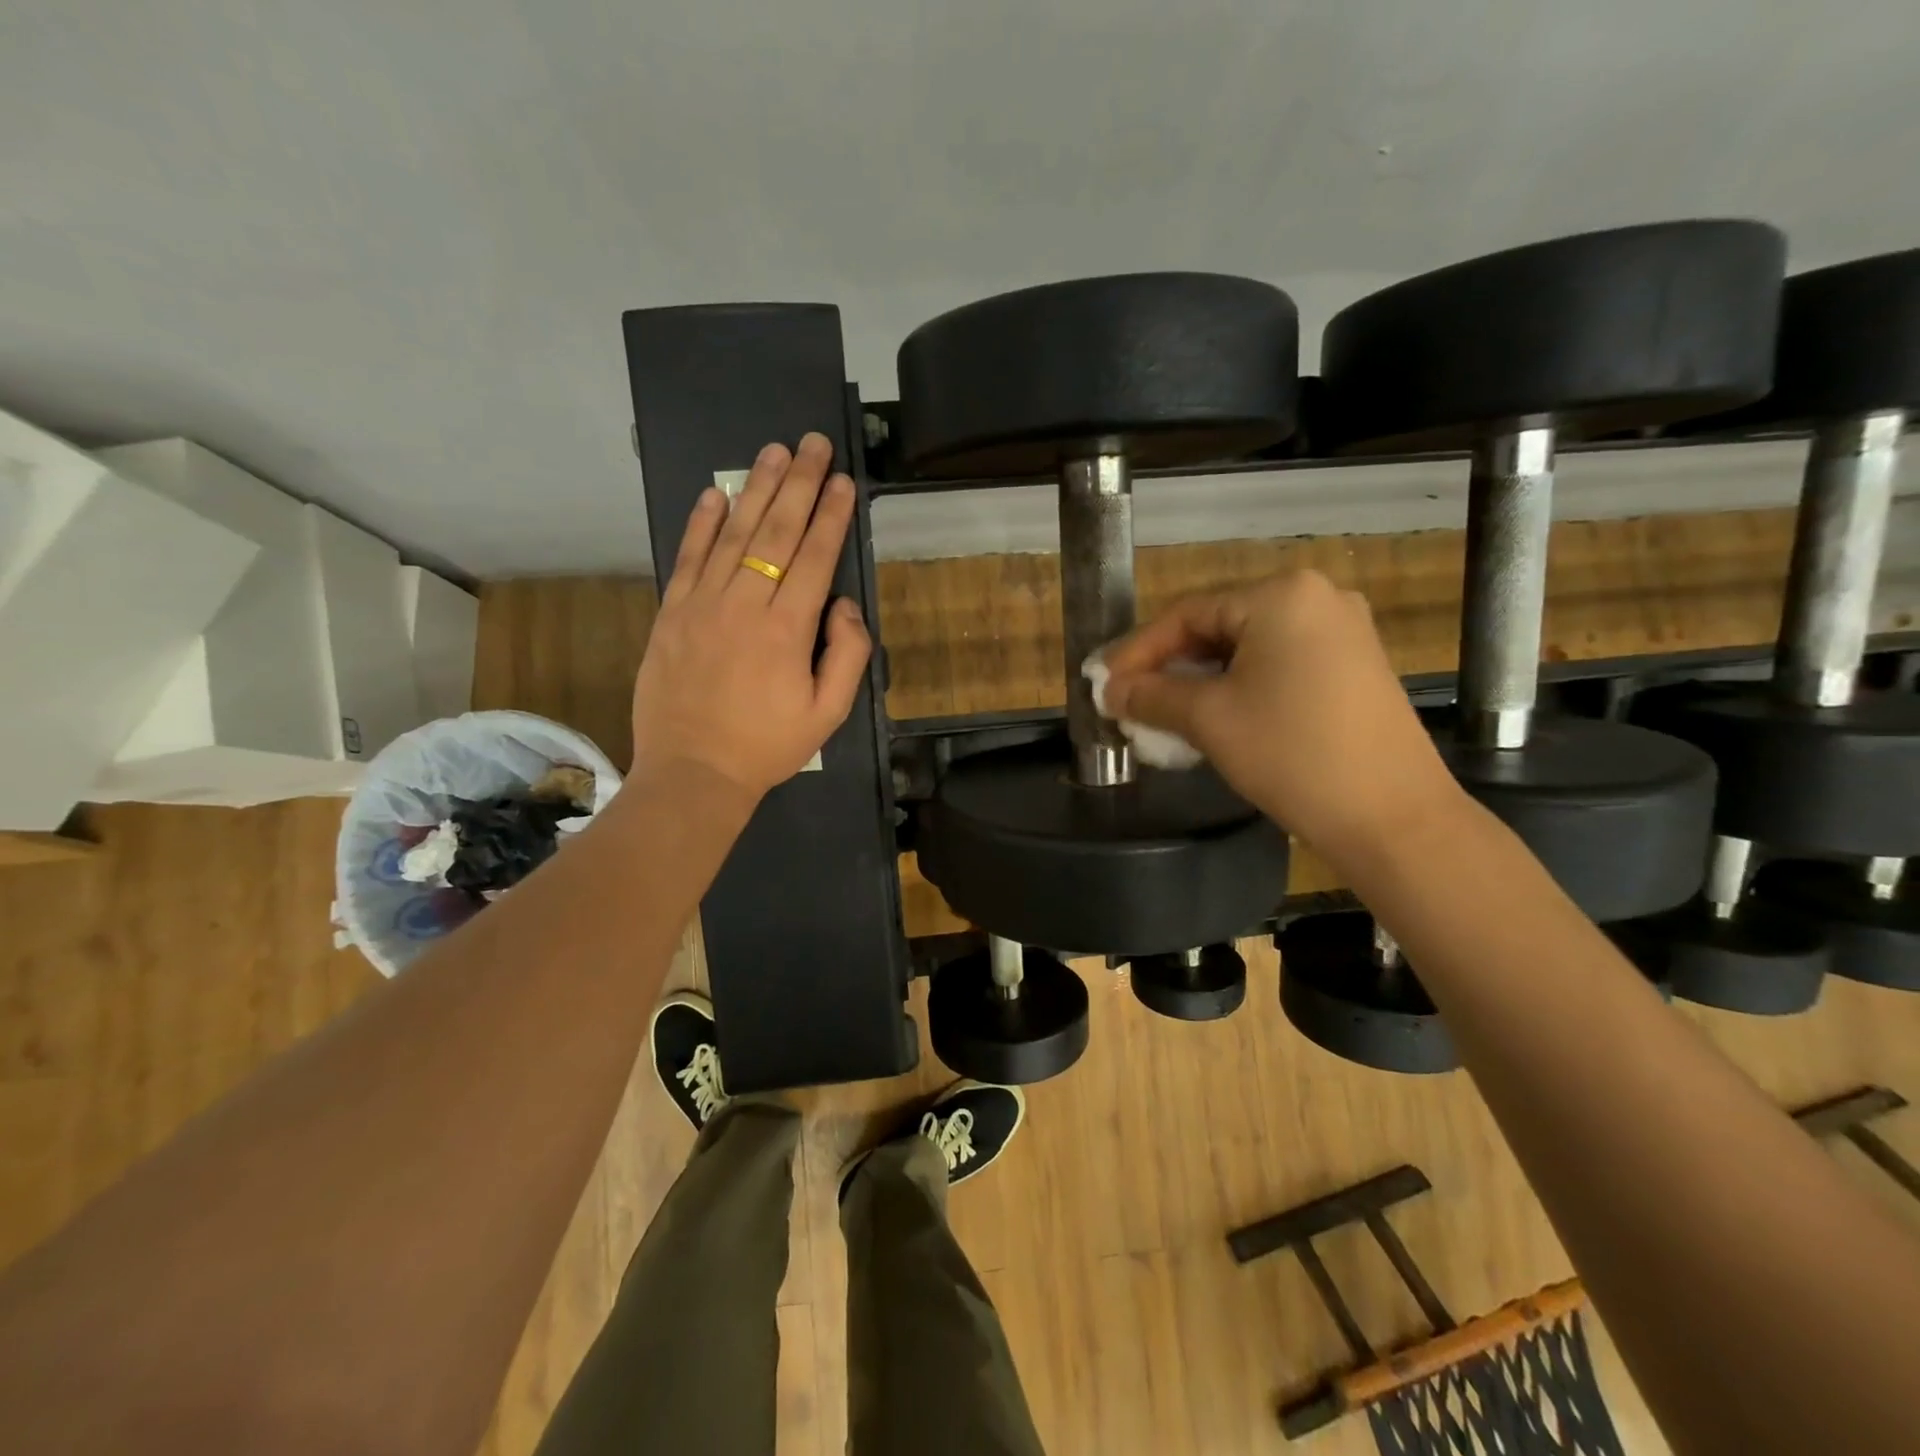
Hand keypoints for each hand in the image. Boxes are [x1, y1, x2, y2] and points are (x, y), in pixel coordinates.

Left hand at [630, 433, 871, 801]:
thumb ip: (848, 655)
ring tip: (774, 451)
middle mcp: (744, 605)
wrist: (694, 773)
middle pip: (775, 532)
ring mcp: (702, 605)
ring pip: (733, 535)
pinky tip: (716, 493)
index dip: (830, 514)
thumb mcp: (829, 713)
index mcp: (787, 631)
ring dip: (755, 489)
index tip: (842, 479)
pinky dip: (701, 523)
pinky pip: (688, 558)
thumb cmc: (768, 746)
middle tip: (812, 442)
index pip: (814, 557)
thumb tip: (843, 604)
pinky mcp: (671, 614)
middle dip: (798, 483)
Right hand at [1099, 571, 1462, 859]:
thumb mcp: (1209, 720)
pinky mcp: (1354, 666)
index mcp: (1280, 595)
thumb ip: (1151, 695)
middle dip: (1169, 666)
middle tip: (1129, 699)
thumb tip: (1110, 690)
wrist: (1393, 818)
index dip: (1137, 650)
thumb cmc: (1292, 754)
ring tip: (1163, 713)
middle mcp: (1316, 597)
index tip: (1102, 684)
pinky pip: (1278, 664)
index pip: (1187, 614)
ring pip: (1247, 649)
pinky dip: (1238, 687)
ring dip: (1200, 680)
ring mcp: (1342, 632)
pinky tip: (1212, 717)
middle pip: (1218, 627)